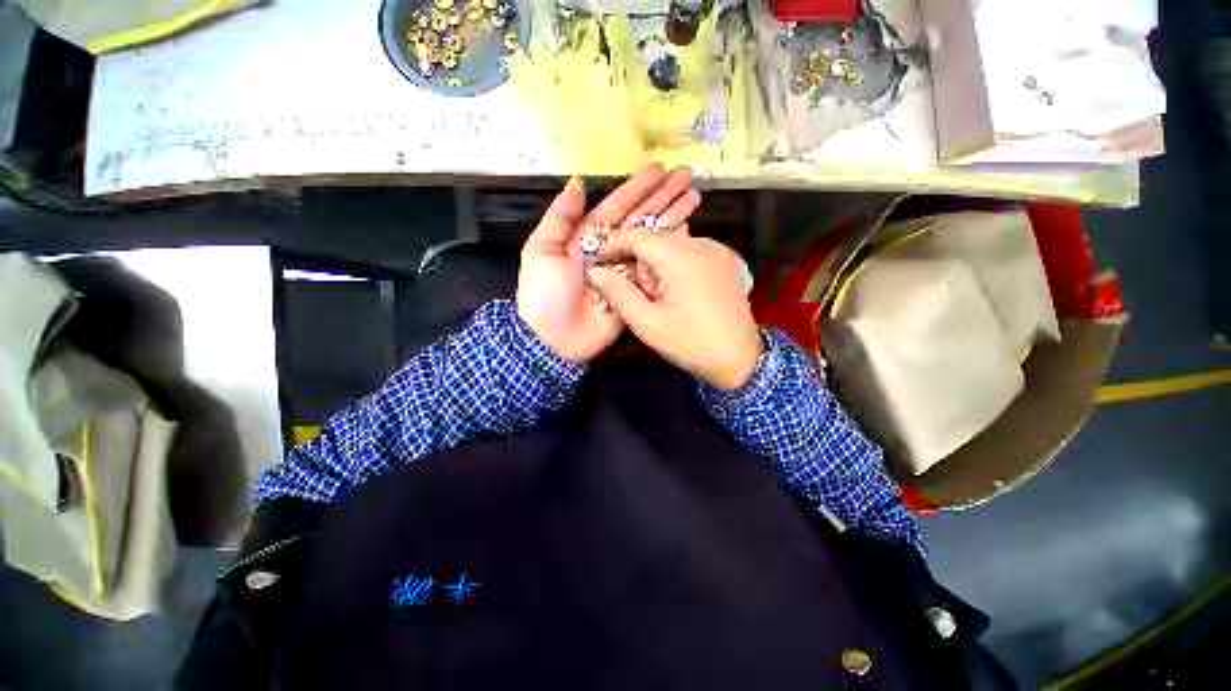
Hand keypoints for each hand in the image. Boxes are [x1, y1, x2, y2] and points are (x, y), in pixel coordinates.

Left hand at [516, 164, 700, 363]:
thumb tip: (578, 182)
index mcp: (587, 237)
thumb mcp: (541, 250)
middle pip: (639, 220)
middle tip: (686, 177)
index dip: (637, 188)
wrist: (555, 338)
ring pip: (652, 241)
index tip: (659, 170)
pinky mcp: (635, 291)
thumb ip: (560, 216)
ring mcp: (625, 271)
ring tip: (694, 198)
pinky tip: (687, 234)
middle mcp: (610, 250)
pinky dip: (671, 253)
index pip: (617, 206)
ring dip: (671, 219)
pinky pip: (655, 269)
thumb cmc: (544, 294)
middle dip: (662, 198)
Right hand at [586, 230, 762, 390]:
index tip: (600, 264)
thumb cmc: (690, 343)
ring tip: (660, 297)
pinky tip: (680, 293)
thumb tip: (595, 271)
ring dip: (658, 265)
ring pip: (674, 245)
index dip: (614, 246)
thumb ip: (618, 293)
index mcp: (681, 256)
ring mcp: (719, 250)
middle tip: (639, 293)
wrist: (740, 359)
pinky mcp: (728, 260)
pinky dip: (677, 266)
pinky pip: (692, 253)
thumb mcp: (647, 323)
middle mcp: (702, 243)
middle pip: (656, 239)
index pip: (638, 235)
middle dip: (640, 262)